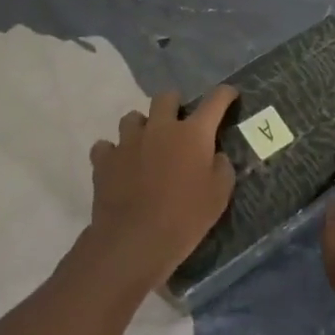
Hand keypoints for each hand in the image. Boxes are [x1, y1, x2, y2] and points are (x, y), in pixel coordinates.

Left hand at [85, 86, 238, 291]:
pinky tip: (118, 165)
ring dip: (141, 127)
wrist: (134, 241)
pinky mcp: (104, 160)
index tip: (229, 94)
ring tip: (145, 145)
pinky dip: (113, 152)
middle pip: (166, 98)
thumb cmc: (184, 218)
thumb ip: (222, 168)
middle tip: (178, 124)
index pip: (215, 101)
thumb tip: (216, 155)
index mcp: (192, 133)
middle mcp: (160, 128)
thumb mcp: (219, 196)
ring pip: (132, 118)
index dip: (225, 94)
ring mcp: (128, 141)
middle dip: (174, 104)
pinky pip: (106, 146)